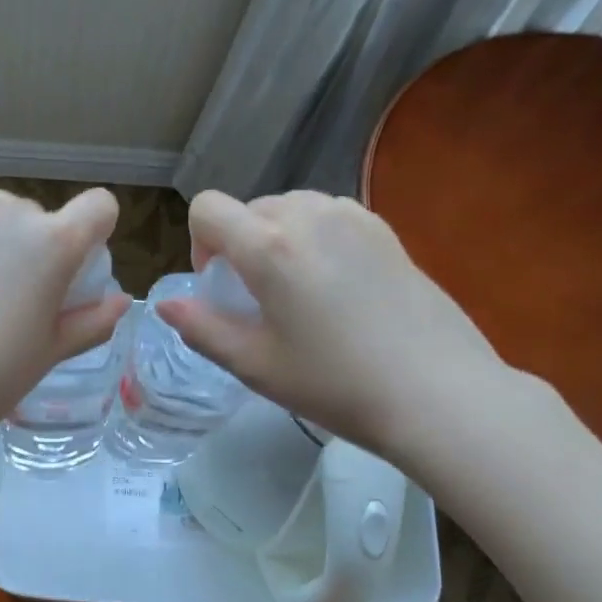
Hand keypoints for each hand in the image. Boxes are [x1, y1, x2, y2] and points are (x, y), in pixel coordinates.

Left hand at [0, 188, 128, 441]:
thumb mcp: (48, 355)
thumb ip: (90, 322)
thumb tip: (119, 302)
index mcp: (50, 243)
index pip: (98, 207)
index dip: (95, 235)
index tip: (77, 272)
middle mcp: (3, 215)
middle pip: (36, 216)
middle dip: (35, 248)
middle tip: (18, 302)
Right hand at [154, 190, 522, 466]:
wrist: (435, 392)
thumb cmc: (334, 383)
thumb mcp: (254, 365)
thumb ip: (202, 328)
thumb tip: (166, 305)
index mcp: (268, 246)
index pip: (208, 209)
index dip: (199, 244)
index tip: (219, 286)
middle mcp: (309, 214)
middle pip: (250, 209)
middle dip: (239, 245)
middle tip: (258, 299)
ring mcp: (353, 217)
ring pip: (290, 209)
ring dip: (277, 240)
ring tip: (298, 292)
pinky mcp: (385, 229)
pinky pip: (329, 217)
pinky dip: (315, 240)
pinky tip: (337, 289)